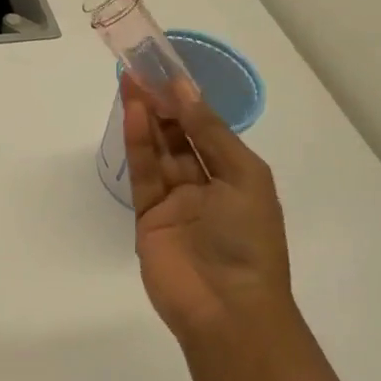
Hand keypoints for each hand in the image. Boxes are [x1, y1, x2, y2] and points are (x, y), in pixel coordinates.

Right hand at [121, 73, 292, 343]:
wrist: (227, 308)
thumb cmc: (248, 239)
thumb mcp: (243, 176)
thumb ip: (210, 132)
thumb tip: (185, 90)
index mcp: (237, 177)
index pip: (208, 131)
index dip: (190, 102)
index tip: (169, 72)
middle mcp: (206, 186)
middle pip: (180, 137)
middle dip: (163, 105)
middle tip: (143, 72)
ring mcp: (175, 202)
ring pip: (159, 151)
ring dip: (147, 117)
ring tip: (131, 83)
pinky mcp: (147, 217)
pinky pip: (143, 173)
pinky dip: (138, 143)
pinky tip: (133, 114)